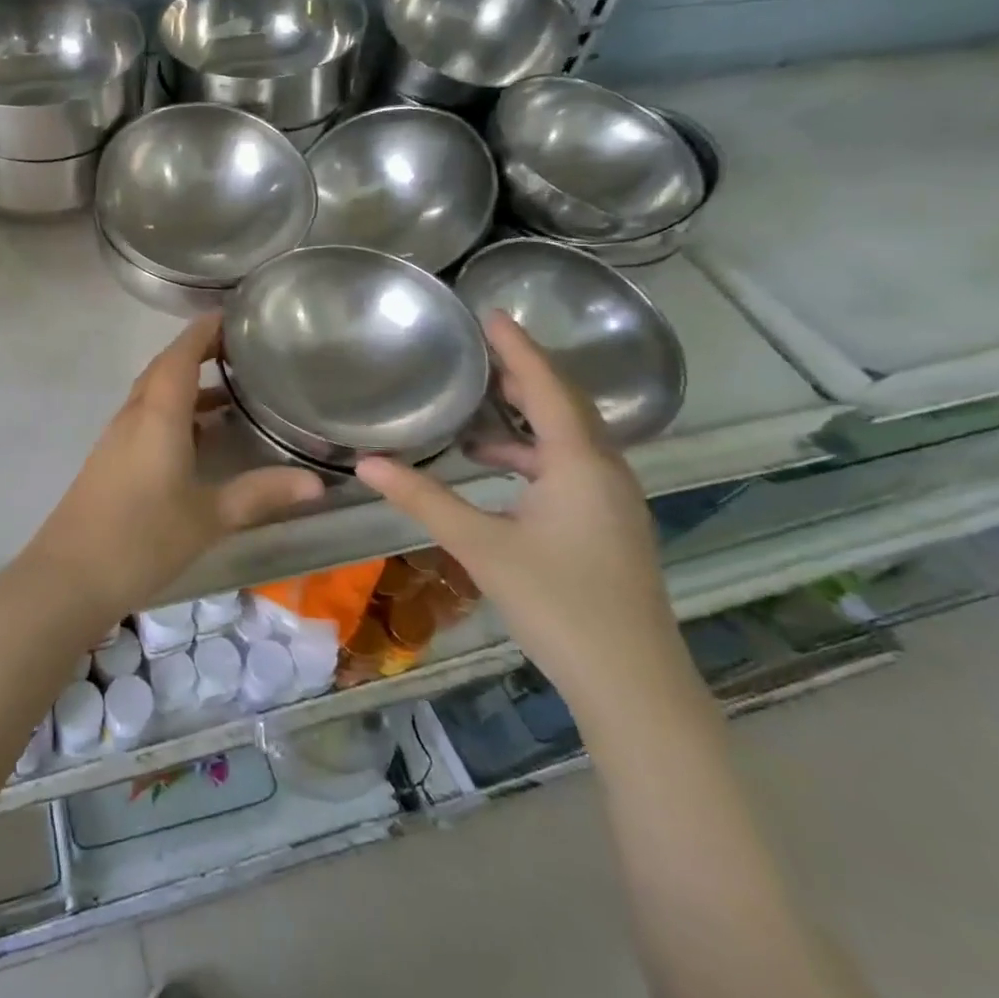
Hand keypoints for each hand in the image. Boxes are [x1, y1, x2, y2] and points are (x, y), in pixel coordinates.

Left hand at [30, 316, 325, 616]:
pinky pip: (146, 419)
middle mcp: (134, 416)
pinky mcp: (111, 460)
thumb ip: (260, 494)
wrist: (69, 576)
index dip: (204, 330)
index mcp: (157, 415)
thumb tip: (317, 481)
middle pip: (165, 369)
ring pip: (154, 396)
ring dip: (188, 385)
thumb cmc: (142, 539)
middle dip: (199, 352)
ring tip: (233, 390)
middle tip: (241, 349)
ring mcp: (117, 438)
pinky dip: (175, 413)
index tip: (234, 314)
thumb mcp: (208, 517)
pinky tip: (200, 438)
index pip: (180, 355)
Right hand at [355, 314, 690, 716]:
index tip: (489, 314)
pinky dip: (532, 455)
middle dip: (521, 375)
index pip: (546, 386)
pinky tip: (497, 470)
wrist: (632, 683)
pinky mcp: (609, 525)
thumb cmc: (558, 603)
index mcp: (580, 462)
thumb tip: (366, 463)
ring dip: (524, 419)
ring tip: (475, 411)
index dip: (517, 347)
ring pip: (567, 439)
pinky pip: (569, 467)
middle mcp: (605, 470)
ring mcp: (613, 500)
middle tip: (478, 351)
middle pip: (562, 405)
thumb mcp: (481, 545)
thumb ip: (423, 499)